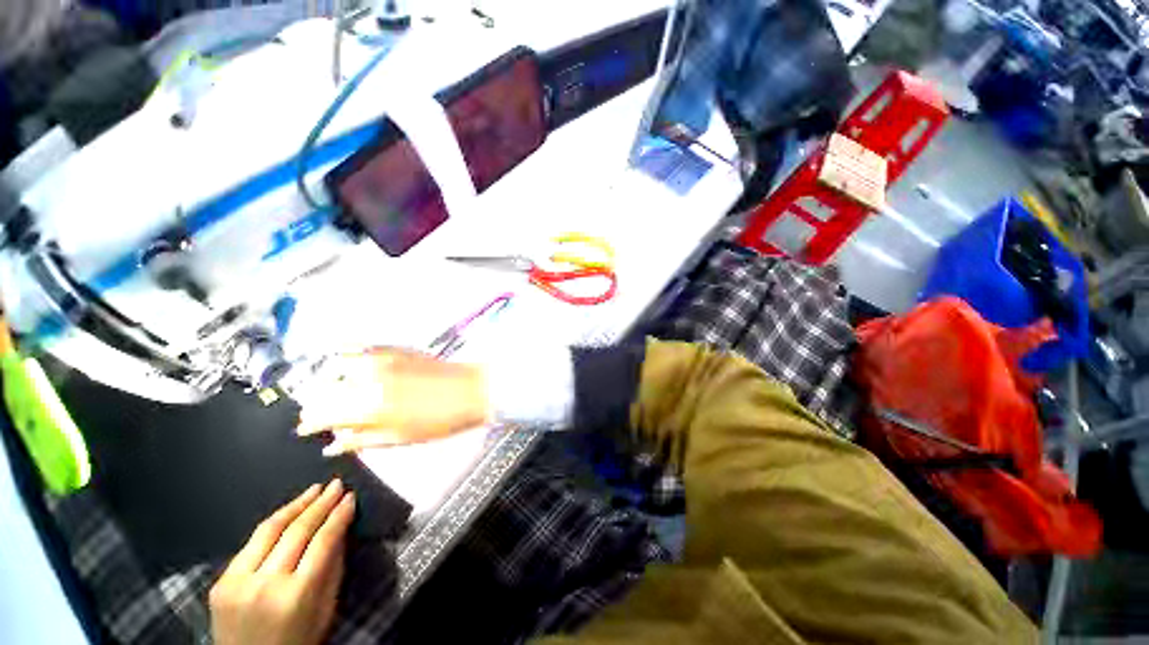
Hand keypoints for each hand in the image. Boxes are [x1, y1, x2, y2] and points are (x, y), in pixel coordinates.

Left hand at [210, 480, 353, 644]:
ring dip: (296, 505)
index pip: (323, 541)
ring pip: (270, 530)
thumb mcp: (325, 609)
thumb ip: (333, 567)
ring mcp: (238, 582)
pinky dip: (273, 524)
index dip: (339, 516)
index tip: (351, 497)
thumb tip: (341, 527)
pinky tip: (288, 512)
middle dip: (320, 503)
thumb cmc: (298, 640)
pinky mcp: (221, 582)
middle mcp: (266, 584)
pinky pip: (250, 544)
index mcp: (298, 595)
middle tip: (337, 484)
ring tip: (315, 489)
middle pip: (297, 531)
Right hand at [296, 348, 490, 454]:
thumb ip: (362, 440)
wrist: (472, 390)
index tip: (305, 429)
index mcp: (370, 408)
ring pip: (337, 366)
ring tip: (334, 390)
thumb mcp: (401, 439)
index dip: (310, 423)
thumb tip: (331, 446)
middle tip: (318, 413)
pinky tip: (340, 357)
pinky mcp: (396, 347)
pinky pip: (360, 345)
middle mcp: (370, 379)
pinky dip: (345, 352)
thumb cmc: (441, 421)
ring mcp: (383, 359)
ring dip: (328, 379)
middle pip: (325, 389)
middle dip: (316, 403)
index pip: (323, 414)